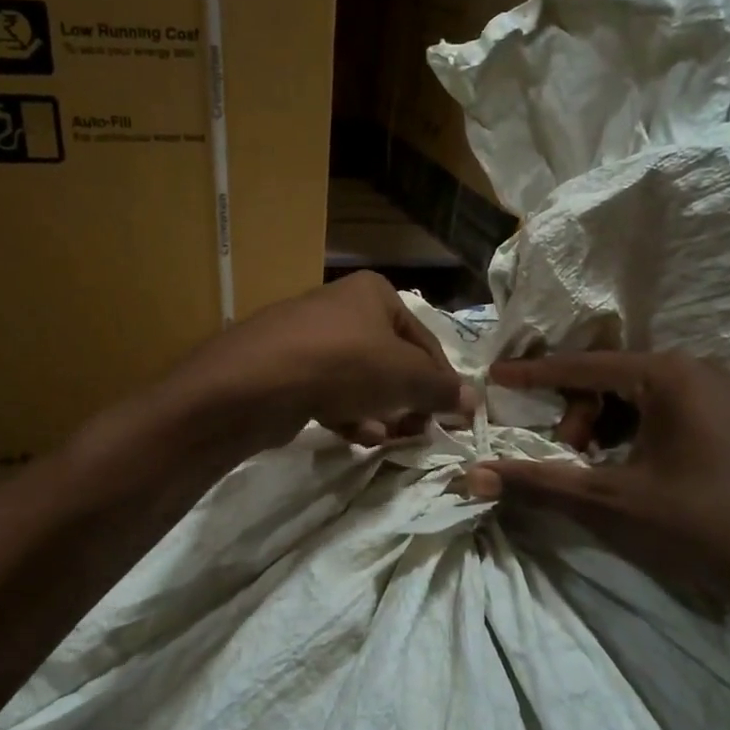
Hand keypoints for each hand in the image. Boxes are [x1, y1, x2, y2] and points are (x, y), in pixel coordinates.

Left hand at [168, 273, 474, 450]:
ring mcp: (310, 338)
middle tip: (417, 429)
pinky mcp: (286, 369)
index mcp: (374, 293)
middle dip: (406, 400)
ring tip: (385, 436)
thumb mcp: (405, 376)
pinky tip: (354, 434)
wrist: (256, 382)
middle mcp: (342, 307)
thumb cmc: (343, 365)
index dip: (441, 380)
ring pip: (360, 380)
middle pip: (391, 361)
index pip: (425, 340)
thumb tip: (473, 401)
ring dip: (379, 411)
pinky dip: (346, 413)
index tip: (452, 416)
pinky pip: (329, 392)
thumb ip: (441, 389)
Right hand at [464, 353, 729, 655]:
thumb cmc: (692, 526)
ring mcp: (712, 391)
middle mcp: (693, 369)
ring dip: (598, 425)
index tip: (494, 376)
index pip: (583, 367)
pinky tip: (618, 466)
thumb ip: (537, 481)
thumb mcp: (607, 501)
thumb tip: (472, 476)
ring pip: (630, 395)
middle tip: (565, 456)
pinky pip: (655, 408)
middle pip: (607, 379)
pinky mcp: (720, 415)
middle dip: (575, 414)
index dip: (534, 375)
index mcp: (669, 375)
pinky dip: (626, 431)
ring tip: (590, 467)